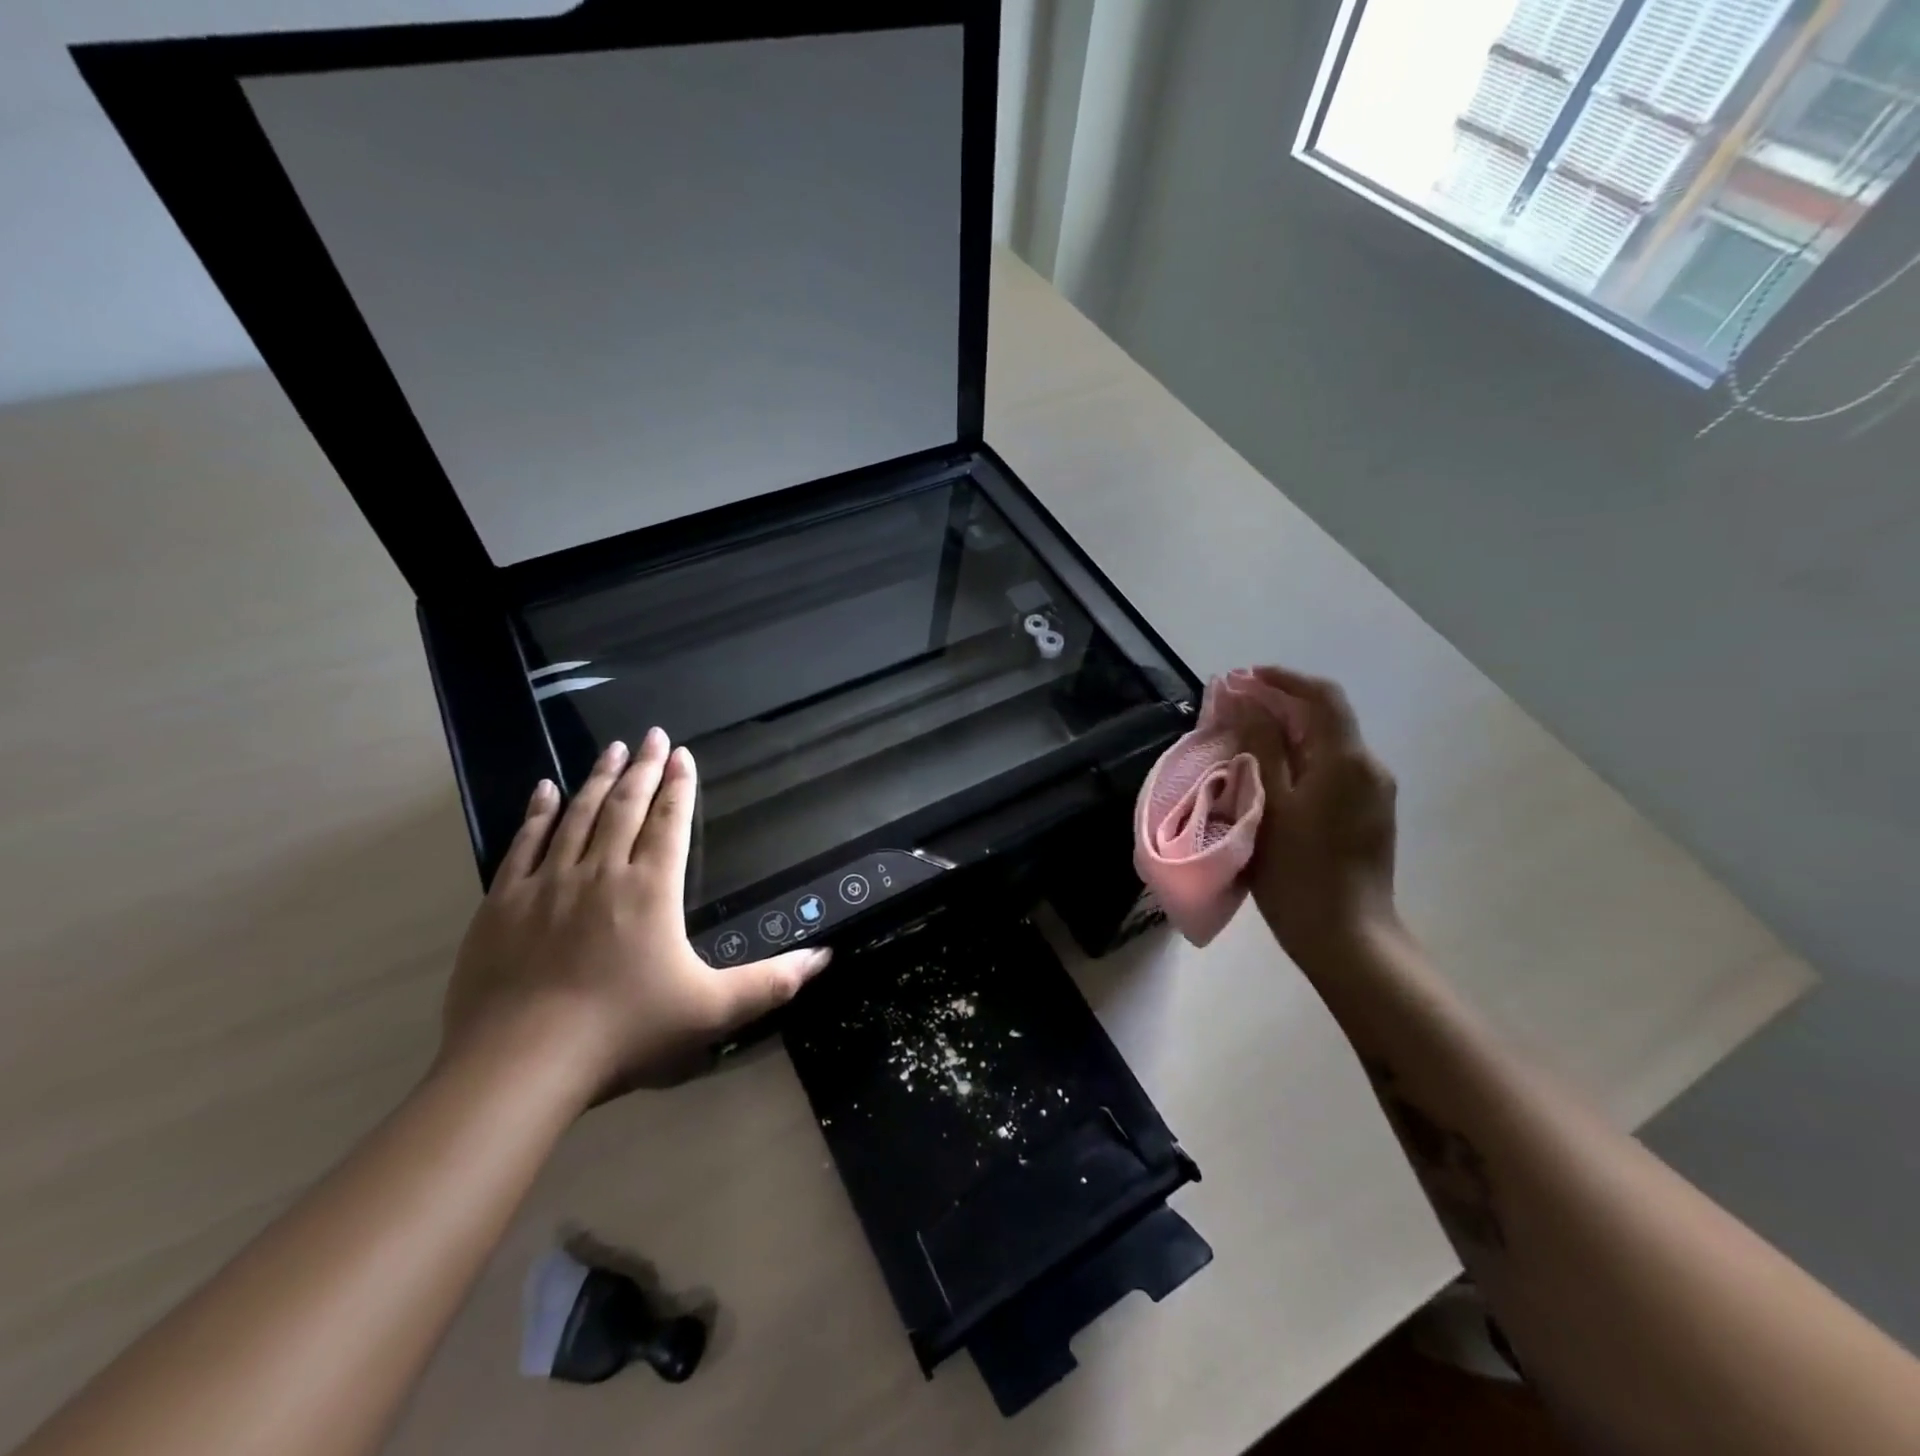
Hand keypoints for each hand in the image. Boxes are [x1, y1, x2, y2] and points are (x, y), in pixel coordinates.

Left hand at [441, 730, 830, 1100]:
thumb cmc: (624, 1031)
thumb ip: (771, 982)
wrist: (520, 1063)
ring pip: (578, 816)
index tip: (683, 754)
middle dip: (642, 767)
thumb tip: (824, 957)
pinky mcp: (504, 903)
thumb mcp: (711, 1011)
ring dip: (598, 779)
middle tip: (651, 734)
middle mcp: (601, 872)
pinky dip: (538, 813)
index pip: (669, 823)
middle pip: (625, 806)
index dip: (679, 786)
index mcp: (652, 889)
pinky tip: (545, 789)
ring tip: (610, 748)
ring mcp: (548, 884)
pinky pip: (524, 844)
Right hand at [1244, 666, 1399, 961]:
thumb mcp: (1269, 805)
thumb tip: (1248, 702)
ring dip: (1285, 731)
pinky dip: (1298, 757)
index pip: (1320, 697)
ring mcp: (1372, 792)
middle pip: (1324, 718)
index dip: (1282, 679)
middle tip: (1231, 706)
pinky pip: (1331, 769)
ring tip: (1241, 736)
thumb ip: (1261, 747)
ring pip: (1326, 744)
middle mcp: (1368, 767)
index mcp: (1347, 760)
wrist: (1346, 938)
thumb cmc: (1298, 873)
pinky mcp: (1367, 814)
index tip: (1242, 677)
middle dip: (1278, 704)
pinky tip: (1268, 771)